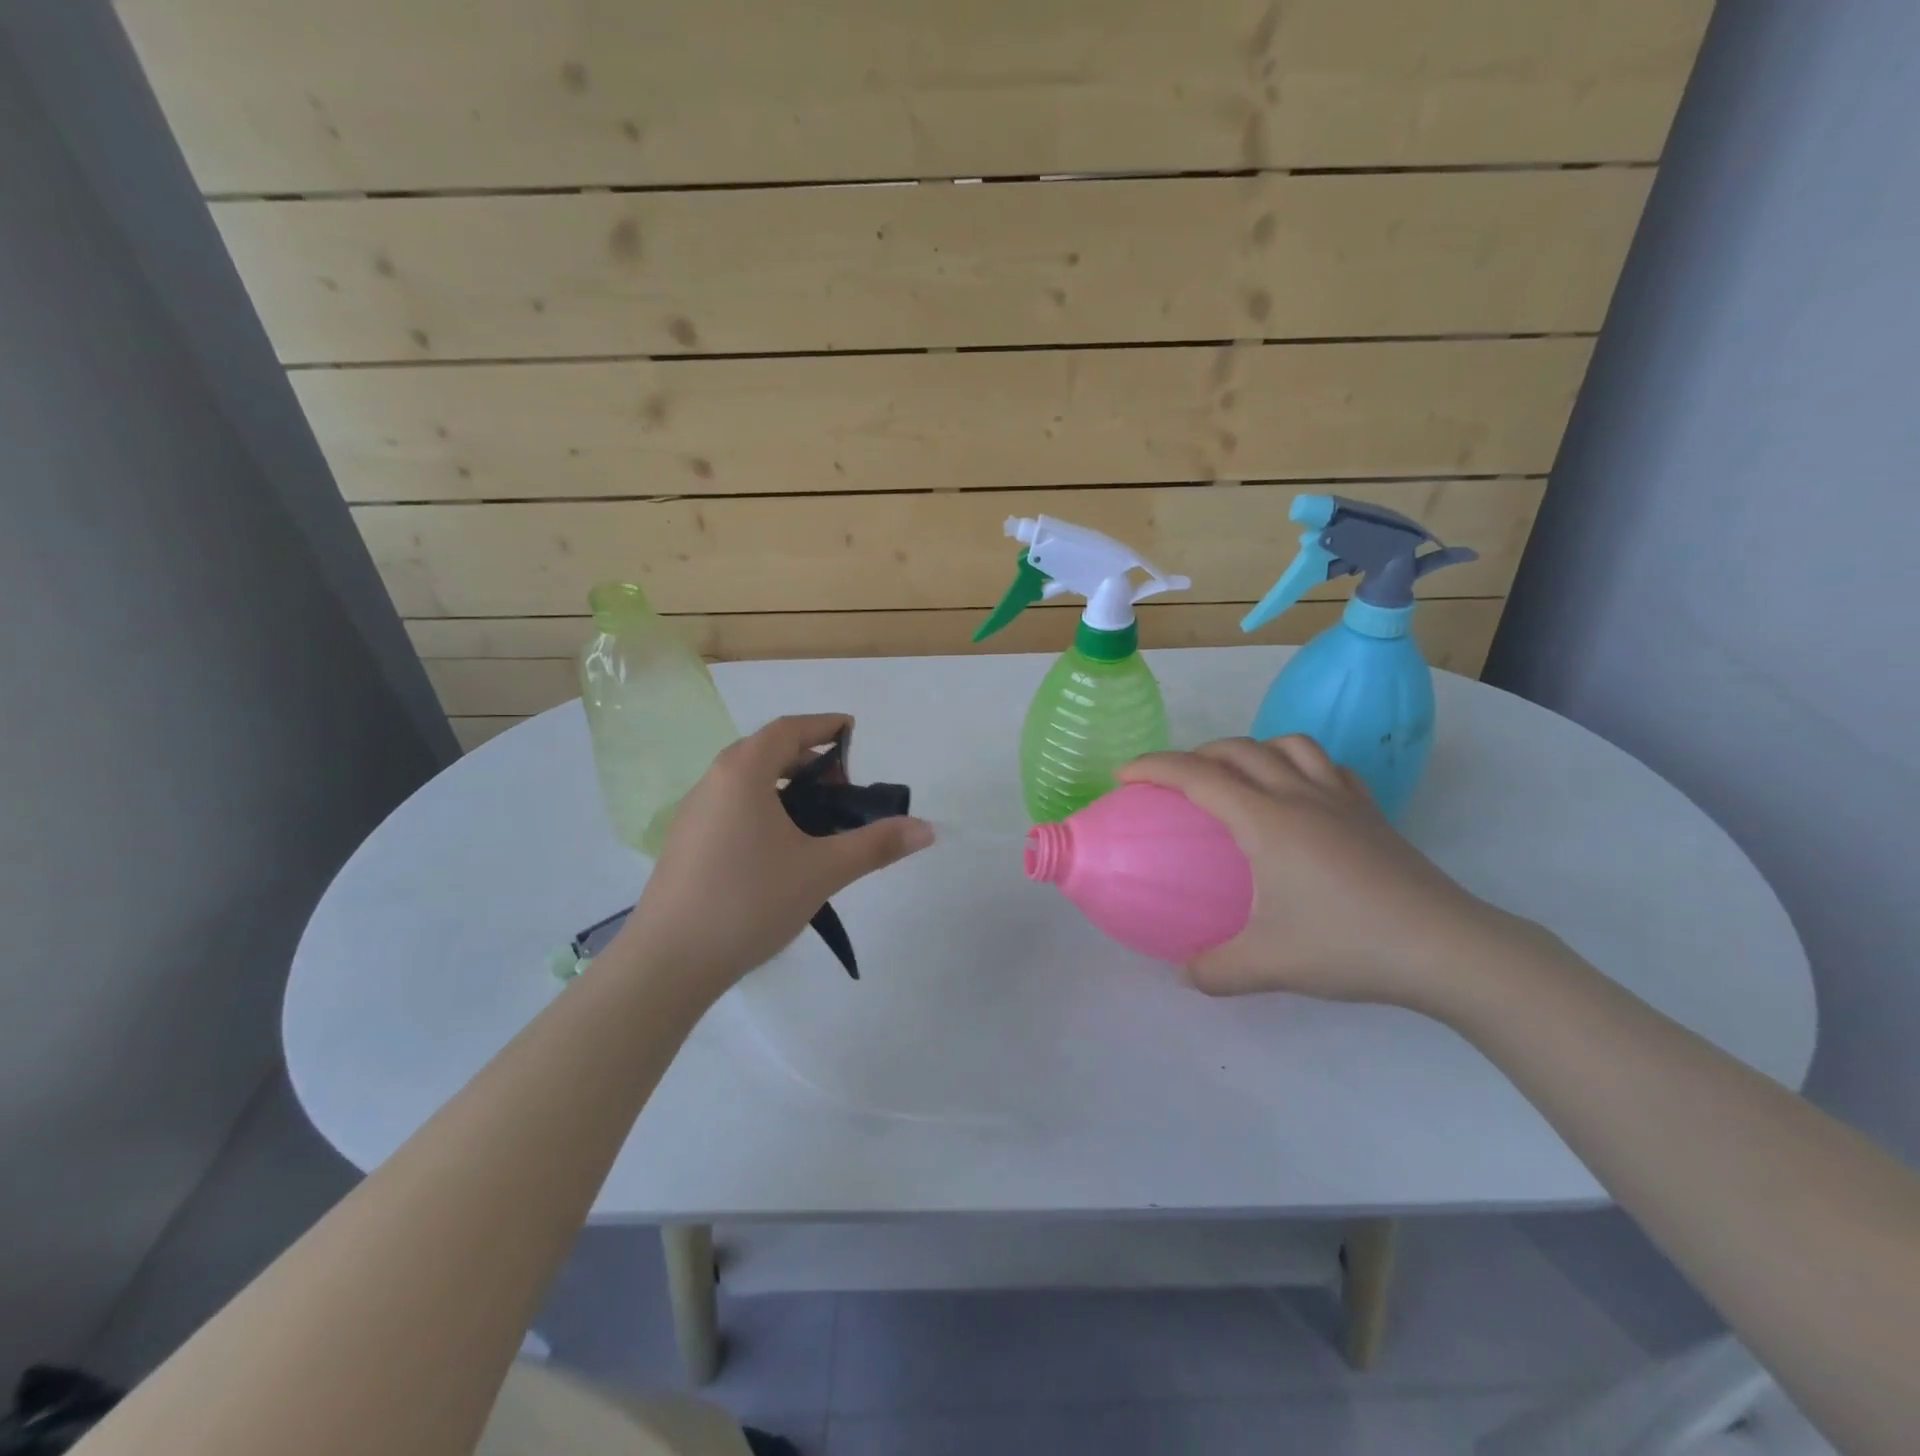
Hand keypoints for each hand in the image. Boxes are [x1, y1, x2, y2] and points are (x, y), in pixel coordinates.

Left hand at [613, 714, 933, 997]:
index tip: (854, 734)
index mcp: (743, 772)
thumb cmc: (749, 901)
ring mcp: (693, 813)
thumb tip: (926, 828)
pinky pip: (731, 805)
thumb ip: (876, 845)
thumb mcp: (822, 871)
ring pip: (746, 780)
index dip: (825, 725)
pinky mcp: (685, 843)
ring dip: (784, 784)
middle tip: (843, 788)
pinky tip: (780, 847)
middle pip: (767, 750)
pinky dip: (763, 806)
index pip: (789, 729)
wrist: (667, 963)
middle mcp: (713, 781)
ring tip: (817, 817)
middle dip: (809, 758)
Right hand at [1120, 736, 1511, 1009]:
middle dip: (1195, 754)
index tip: (1124, 775)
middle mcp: (1299, 795)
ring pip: (1287, 745)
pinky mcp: (1371, 812)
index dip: (1154, 767)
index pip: (1197, 776)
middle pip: (1238, 749)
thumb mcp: (1269, 965)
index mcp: (1267, 820)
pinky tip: (1297, 794)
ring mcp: (1340, 799)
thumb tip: (1183, 974)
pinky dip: (1298, 763)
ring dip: (1250, 749)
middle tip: (1173, 782)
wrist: (1448, 949)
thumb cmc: (1350, 945)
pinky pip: (1327, 766)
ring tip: (1236, 778)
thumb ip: (1215, 969)